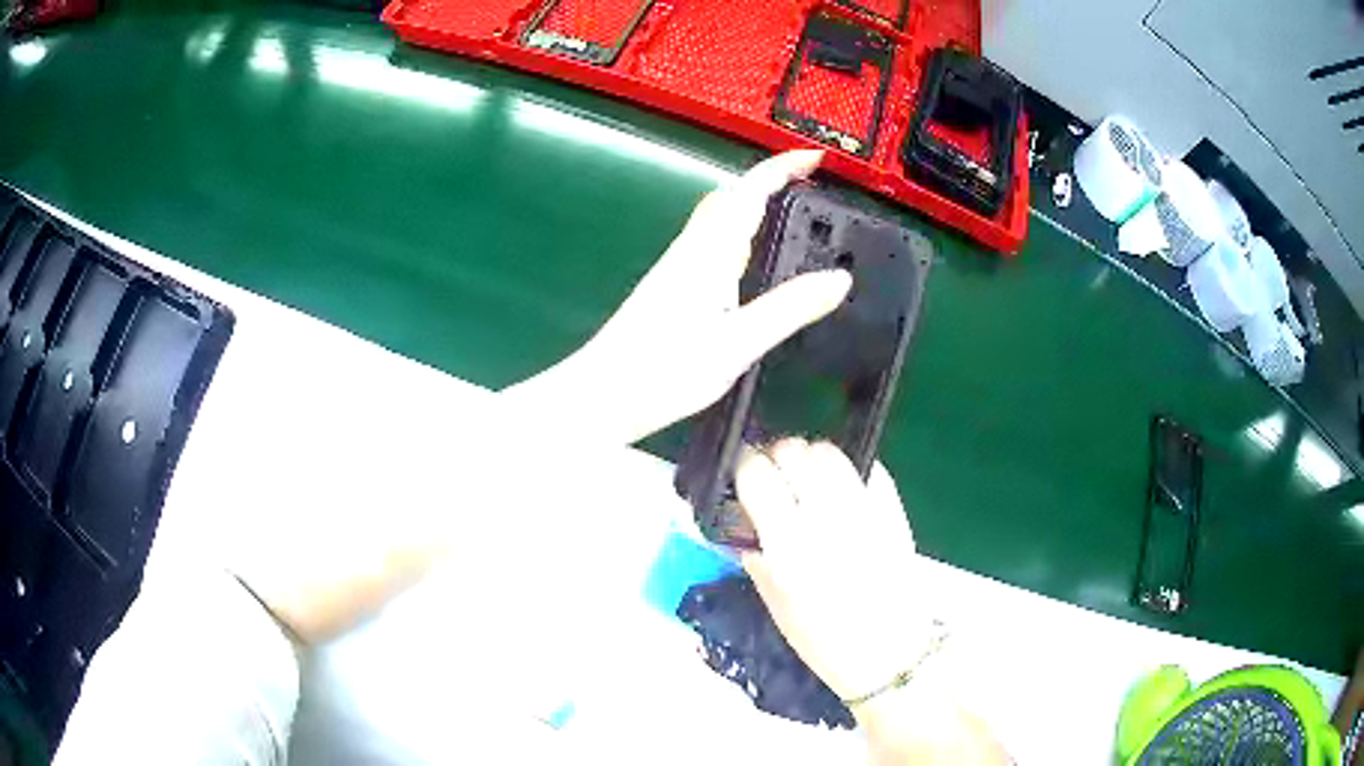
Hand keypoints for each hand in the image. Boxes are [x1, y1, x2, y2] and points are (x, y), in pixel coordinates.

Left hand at [502, 150, 851, 444]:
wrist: (603, 394)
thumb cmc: (663, 370)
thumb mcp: (738, 343)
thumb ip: (790, 309)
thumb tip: (840, 279)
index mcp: (708, 253)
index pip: (749, 191)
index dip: (782, 167)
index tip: (816, 157)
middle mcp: (692, 250)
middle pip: (731, 197)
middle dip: (770, 180)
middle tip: (810, 183)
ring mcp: (678, 267)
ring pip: (721, 219)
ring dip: (755, 203)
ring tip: (793, 213)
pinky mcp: (672, 287)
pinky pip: (713, 242)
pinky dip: (741, 233)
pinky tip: (752, 259)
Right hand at [738, 439, 1011, 763]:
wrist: (889, 653)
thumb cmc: (823, 640)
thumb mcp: (774, 602)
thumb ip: (754, 552)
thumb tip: (742, 515)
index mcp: (788, 546)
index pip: (756, 473)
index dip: (743, 467)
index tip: (743, 476)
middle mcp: (826, 518)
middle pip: (792, 450)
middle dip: (775, 457)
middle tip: (775, 477)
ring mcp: (865, 509)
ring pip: (828, 450)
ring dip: (810, 458)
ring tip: (809, 482)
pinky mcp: (893, 508)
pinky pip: (864, 466)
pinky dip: (846, 471)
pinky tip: (841, 493)